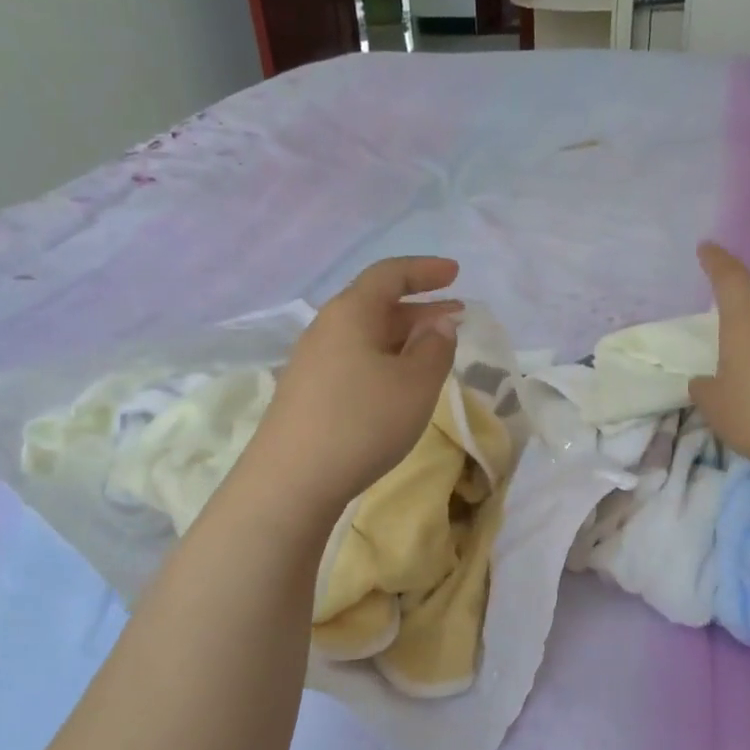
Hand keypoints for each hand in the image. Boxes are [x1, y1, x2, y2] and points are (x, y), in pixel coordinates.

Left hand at [241, 257, 462, 520]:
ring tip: (432, 353)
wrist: (292, 479)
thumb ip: (435, 347)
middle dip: (420, 308)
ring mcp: (311, 362)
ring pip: (365, 337)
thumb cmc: (363, 422)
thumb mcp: (415, 384)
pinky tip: (396, 386)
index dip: (425, 270)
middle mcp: (326, 328)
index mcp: (351, 312)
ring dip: (402, 338)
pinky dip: (383, 361)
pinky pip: (353, 362)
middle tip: (456, 317)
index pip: (390, 274)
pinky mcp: (306, 394)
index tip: (455, 274)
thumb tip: (438, 323)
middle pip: (376, 305)